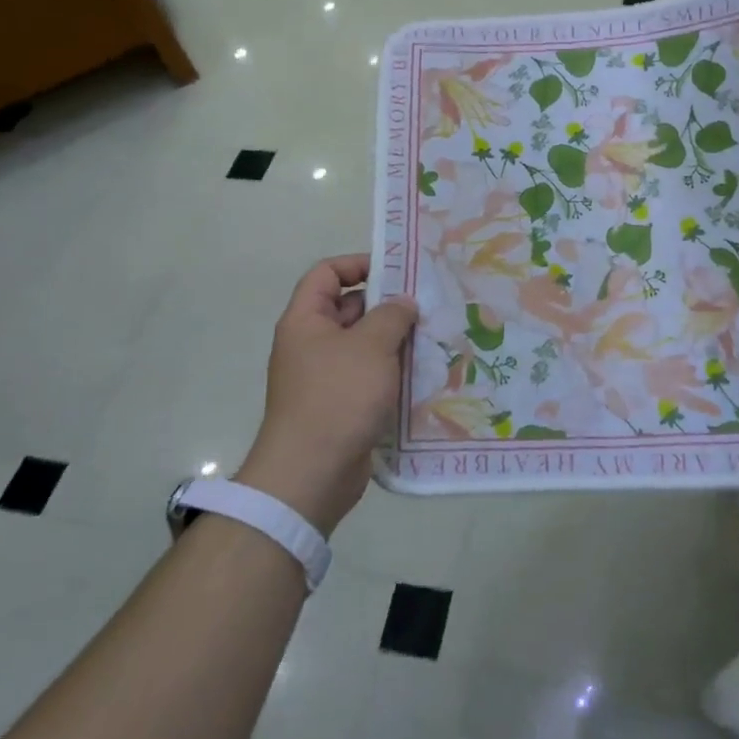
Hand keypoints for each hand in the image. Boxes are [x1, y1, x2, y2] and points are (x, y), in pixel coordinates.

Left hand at [237, 254, 417, 535]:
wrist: (312, 474)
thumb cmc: (338, 396)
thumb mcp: (371, 346)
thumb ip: (391, 316)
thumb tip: (402, 303)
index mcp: (306, 320)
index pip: (327, 273)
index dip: (358, 264)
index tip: (396, 272)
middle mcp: (311, 344)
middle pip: (348, 308)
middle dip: (386, 305)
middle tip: (426, 306)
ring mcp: (324, 376)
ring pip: (363, 345)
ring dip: (394, 341)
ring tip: (432, 338)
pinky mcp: (340, 405)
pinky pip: (367, 376)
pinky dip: (391, 372)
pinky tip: (423, 374)